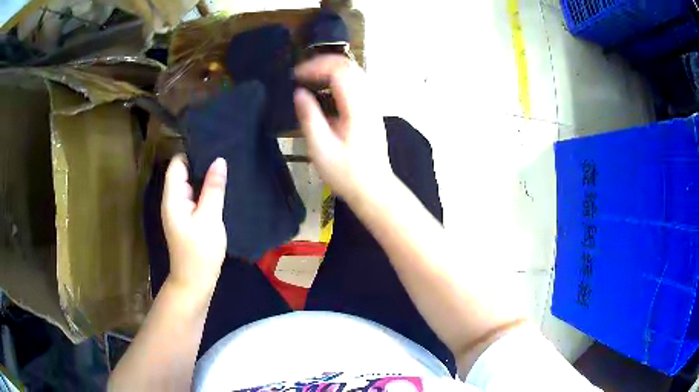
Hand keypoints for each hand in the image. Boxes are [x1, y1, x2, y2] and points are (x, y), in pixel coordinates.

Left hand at [161, 154, 226, 296]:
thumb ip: (213, 188)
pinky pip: (195, 198)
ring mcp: (179, 211)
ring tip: (226, 168)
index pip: (177, 164)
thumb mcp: (210, 218)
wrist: (195, 283)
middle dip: (201, 163)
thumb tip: (219, 160)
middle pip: (183, 173)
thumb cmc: (200, 251)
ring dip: (205, 177)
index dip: (192, 151)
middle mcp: (173, 200)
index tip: (213, 143)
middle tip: (225, 154)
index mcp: (173, 197)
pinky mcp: (187, 219)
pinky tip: (221, 188)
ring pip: (191, 185)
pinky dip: (205, 191)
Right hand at [294, 55, 392, 201]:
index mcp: (357, 108)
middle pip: (349, 66)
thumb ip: (309, 118)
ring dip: (331, 70)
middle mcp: (369, 101)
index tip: (296, 76)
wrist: (374, 189)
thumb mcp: (321, 149)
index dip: (316, 66)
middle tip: (301, 74)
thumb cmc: (347, 174)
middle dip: (323, 64)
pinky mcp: (372, 112)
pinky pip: (357, 84)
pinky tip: (325, 92)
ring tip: (310, 79)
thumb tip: (299, 93)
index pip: (340, 70)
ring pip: (355, 73)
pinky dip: (339, 80)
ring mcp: (373, 106)